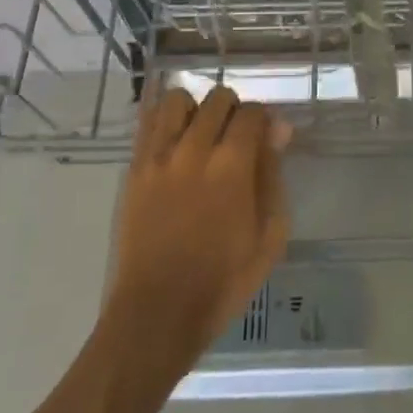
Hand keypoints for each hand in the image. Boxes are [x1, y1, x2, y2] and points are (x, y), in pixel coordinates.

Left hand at [106, 85, 291, 361]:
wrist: (158, 312)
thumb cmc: (224, 280)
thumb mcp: (270, 235)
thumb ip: (273, 175)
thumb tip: (278, 131)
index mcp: (232, 165)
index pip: (252, 112)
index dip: (265, 119)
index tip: (268, 138)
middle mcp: (193, 149)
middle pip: (217, 99)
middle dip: (234, 111)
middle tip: (238, 139)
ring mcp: (158, 157)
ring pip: (177, 100)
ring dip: (196, 110)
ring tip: (202, 136)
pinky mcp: (134, 170)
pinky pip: (147, 122)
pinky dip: (165, 120)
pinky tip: (176, 141)